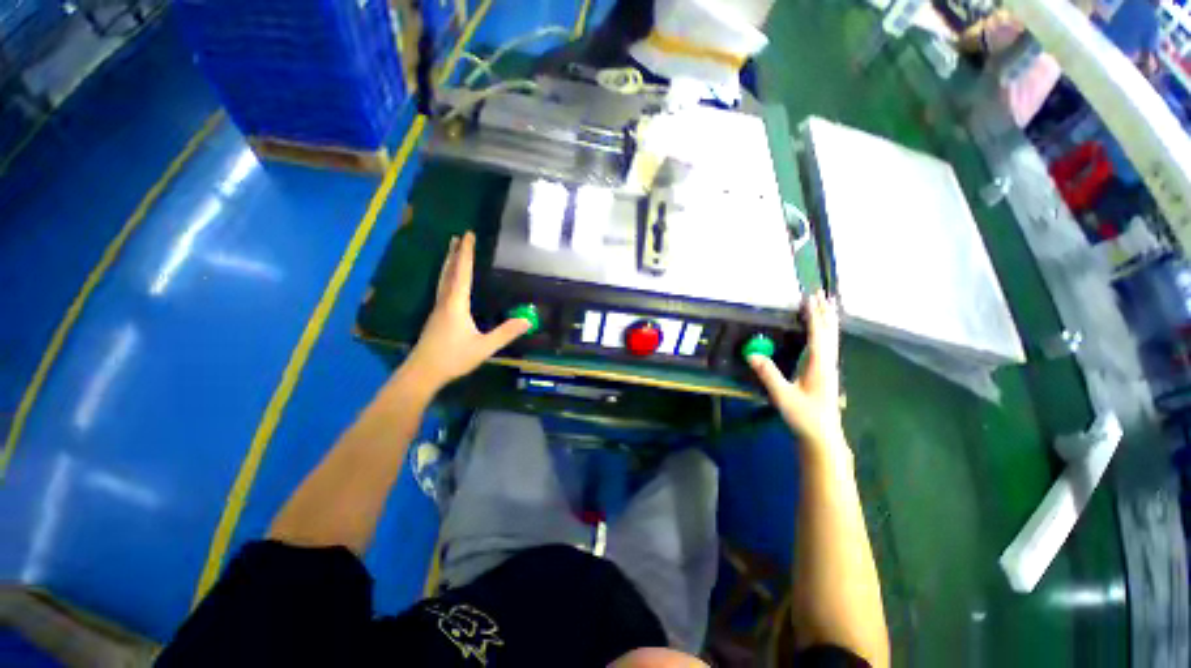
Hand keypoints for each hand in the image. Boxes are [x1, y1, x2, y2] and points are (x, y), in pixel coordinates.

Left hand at [402, 232, 529, 392]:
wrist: (422, 372)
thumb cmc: (453, 358)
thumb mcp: (484, 347)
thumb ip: (505, 333)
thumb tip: (528, 320)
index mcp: (456, 304)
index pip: (463, 272)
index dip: (466, 253)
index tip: (468, 234)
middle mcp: (445, 302)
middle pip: (449, 272)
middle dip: (455, 254)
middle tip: (458, 237)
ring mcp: (438, 309)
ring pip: (443, 280)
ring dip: (449, 263)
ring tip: (452, 252)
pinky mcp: (436, 318)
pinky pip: (442, 289)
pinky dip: (447, 277)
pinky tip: (450, 283)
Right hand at [749, 291, 845, 452]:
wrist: (822, 436)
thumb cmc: (804, 417)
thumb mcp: (783, 396)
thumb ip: (768, 374)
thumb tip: (752, 353)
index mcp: (819, 366)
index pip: (818, 335)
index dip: (814, 316)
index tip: (810, 298)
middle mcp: (828, 363)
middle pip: (829, 333)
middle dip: (825, 313)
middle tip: (822, 294)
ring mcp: (829, 368)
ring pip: (832, 339)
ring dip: (828, 321)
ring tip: (828, 306)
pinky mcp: (826, 373)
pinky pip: (829, 346)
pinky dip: (827, 333)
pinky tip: (824, 333)